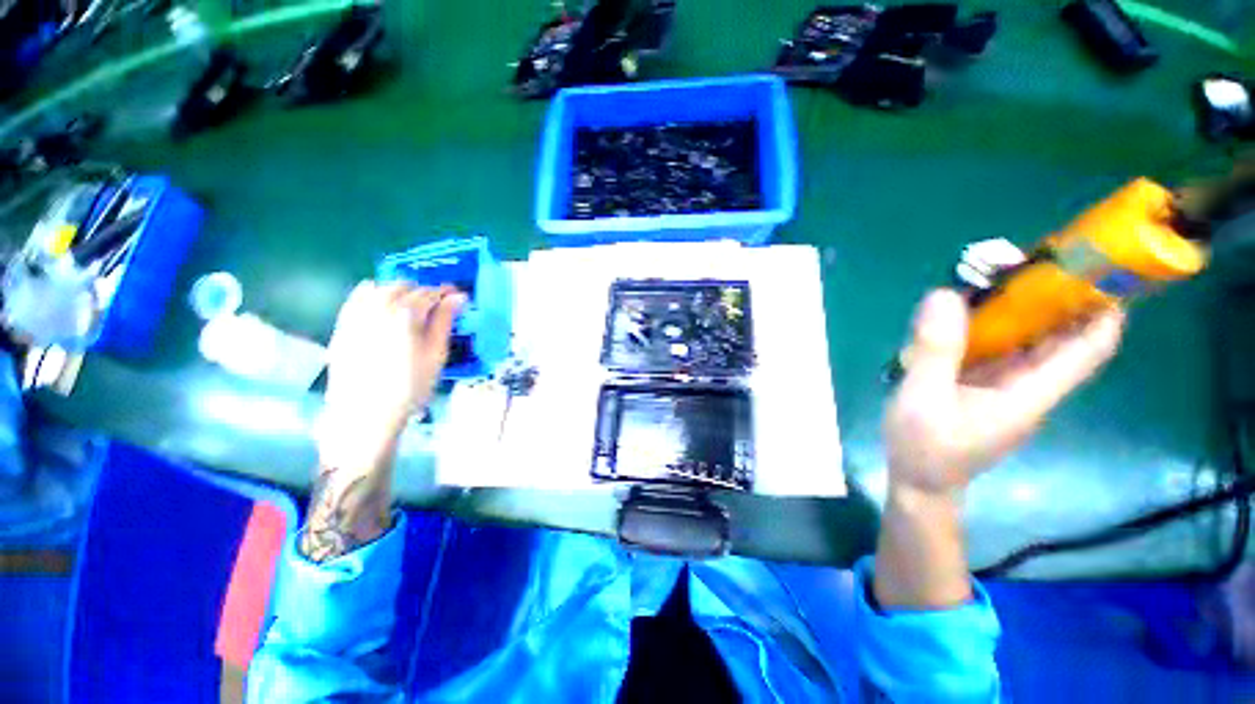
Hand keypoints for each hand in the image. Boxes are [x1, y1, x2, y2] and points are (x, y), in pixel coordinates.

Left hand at [316, 281, 464, 470]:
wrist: (365, 413)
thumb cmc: (410, 386)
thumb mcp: (436, 354)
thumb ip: (445, 322)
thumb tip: (459, 297)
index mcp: (406, 314)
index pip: (430, 294)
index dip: (446, 293)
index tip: (458, 296)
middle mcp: (379, 307)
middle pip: (405, 288)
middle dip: (424, 293)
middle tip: (437, 307)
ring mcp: (357, 315)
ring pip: (381, 288)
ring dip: (400, 291)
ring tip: (412, 306)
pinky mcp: (343, 325)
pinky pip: (358, 297)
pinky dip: (372, 292)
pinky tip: (380, 300)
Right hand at [874, 289, 1123, 607]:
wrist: (919, 482)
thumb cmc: (926, 447)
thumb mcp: (923, 398)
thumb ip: (935, 350)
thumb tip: (944, 294)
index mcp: (1030, 391)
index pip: (1090, 345)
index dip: (1102, 305)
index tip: (1090, 264)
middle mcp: (1030, 384)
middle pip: (1061, 333)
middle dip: (1050, 293)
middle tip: (1019, 260)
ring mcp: (1007, 385)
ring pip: (1028, 337)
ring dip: (1016, 305)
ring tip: (987, 277)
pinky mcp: (985, 386)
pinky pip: (999, 347)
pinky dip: (989, 324)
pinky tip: (962, 313)